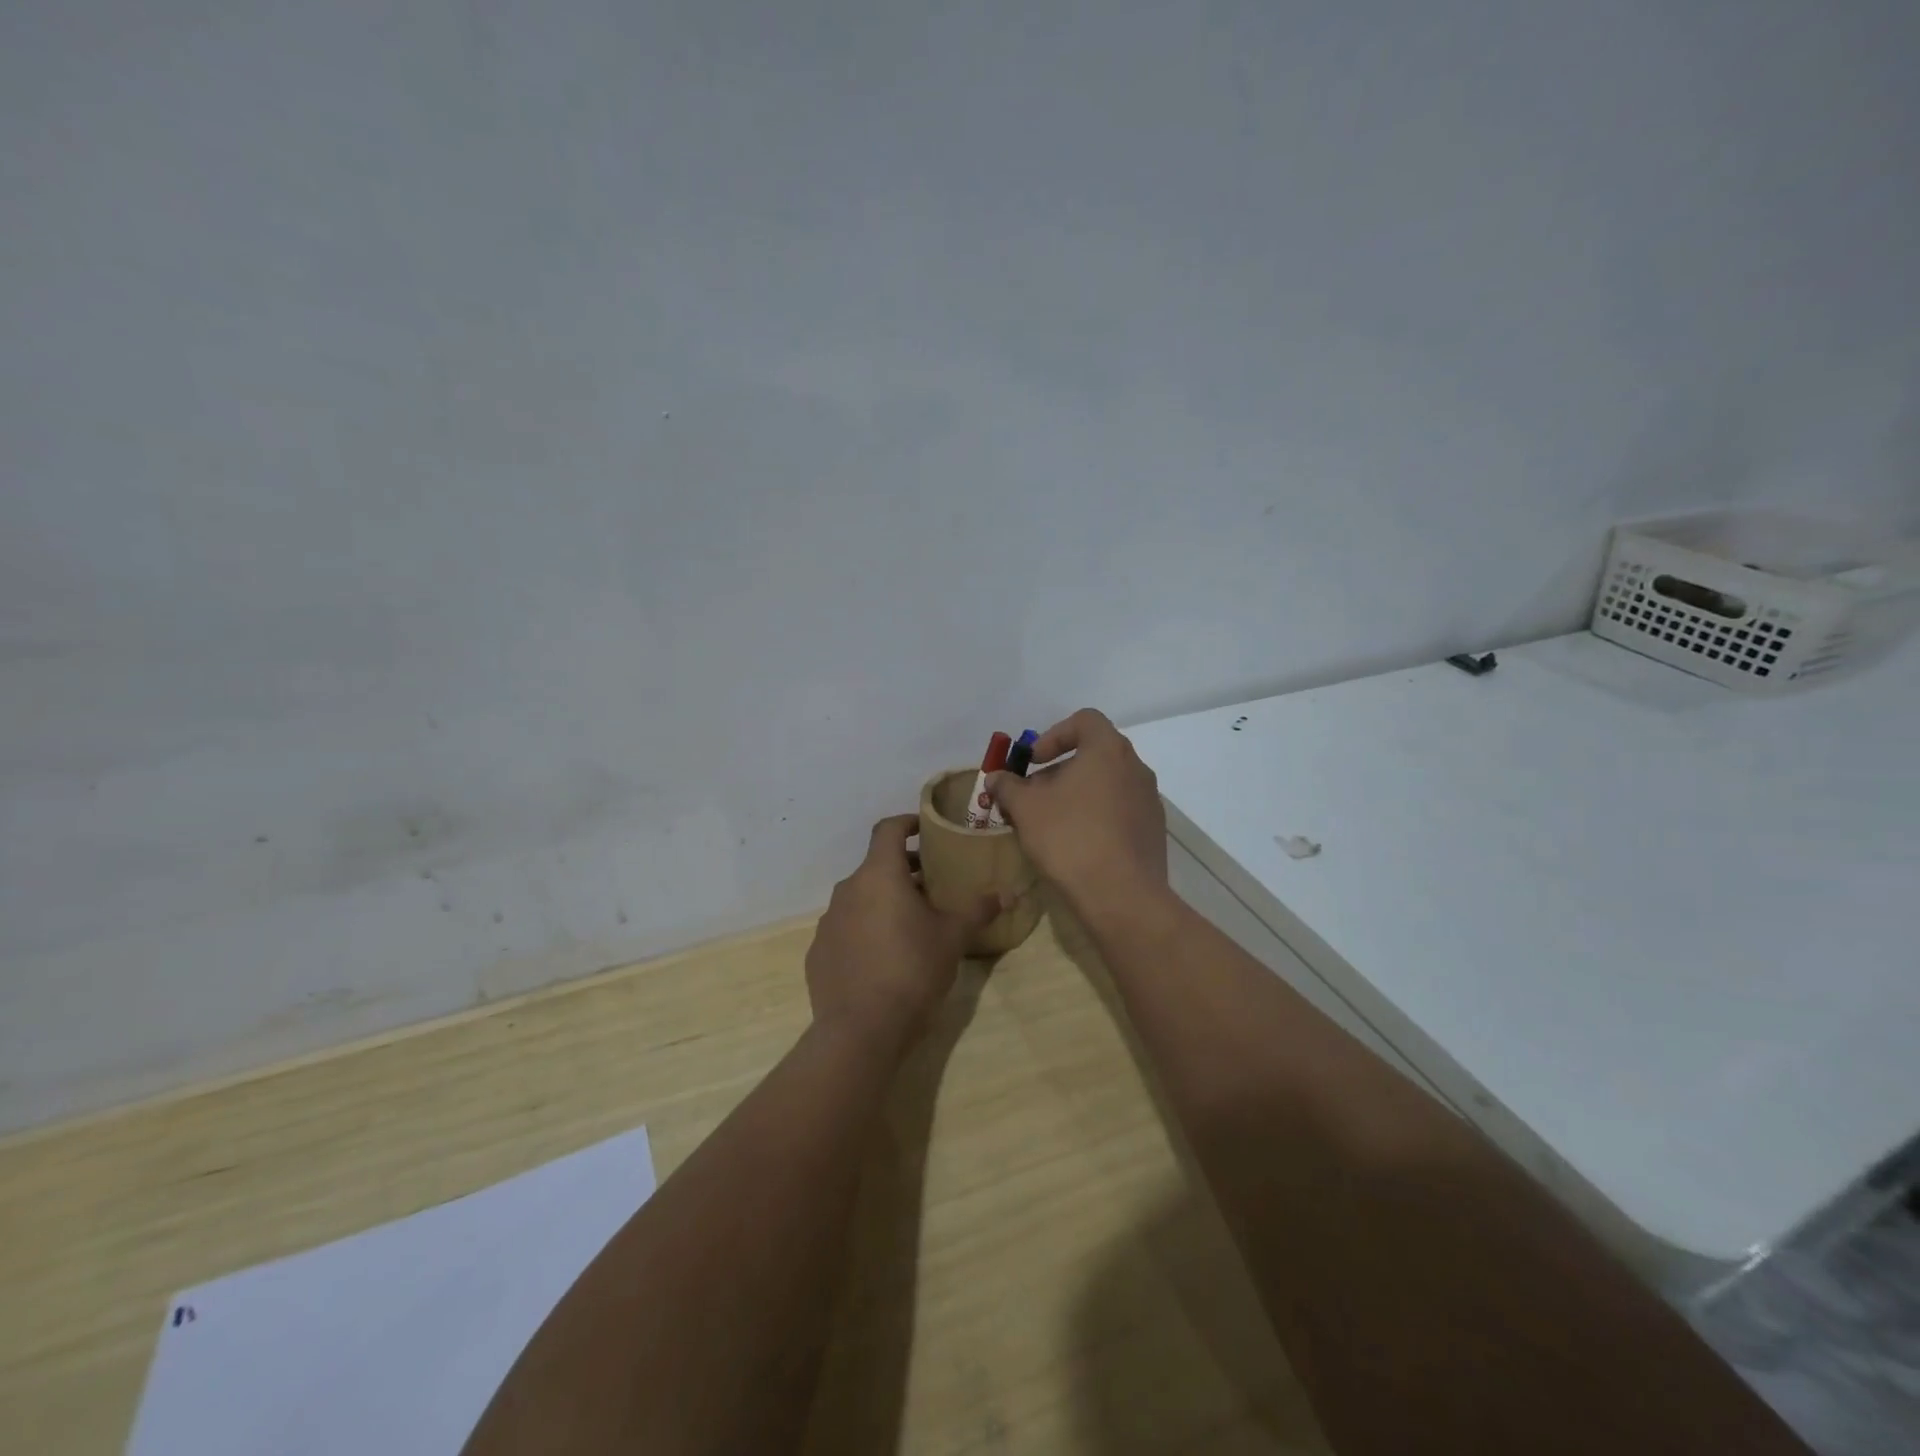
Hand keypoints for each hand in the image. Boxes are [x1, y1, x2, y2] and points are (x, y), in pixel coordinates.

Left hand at [805, 815, 994, 1054]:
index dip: (908, 823)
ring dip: (883, 901)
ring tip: (911, 924)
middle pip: (876, 866)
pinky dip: (864, 930)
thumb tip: (1008, 894)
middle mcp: (848, 889)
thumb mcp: (952, 938)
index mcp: (879, 875)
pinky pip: (846, 928)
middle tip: (932, 886)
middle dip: (904, 870)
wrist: (860, 1030)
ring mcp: (828, 921)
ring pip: (860, 898)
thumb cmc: (912, 970)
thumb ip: (978, 910)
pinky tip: (883, 957)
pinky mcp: (818, 952)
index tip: (926, 829)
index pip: (888, 829)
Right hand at [987, 709, 1168, 923]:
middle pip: (1094, 754)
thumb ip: (1008, 786)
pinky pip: (1119, 811)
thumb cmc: (1070, 838)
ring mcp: (1149, 801)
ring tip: (1050, 824)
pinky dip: (1095, 816)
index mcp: (1109, 750)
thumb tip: (996, 778)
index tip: (1033, 762)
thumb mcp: (1026, 809)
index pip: (1084, 720)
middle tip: (1033, 797)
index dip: (1054, 735)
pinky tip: (1075, 845)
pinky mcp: (1152, 831)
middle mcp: (1136, 768)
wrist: (1122, 896)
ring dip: (1076, 795)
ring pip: (1105, 785)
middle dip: (1059, 771)